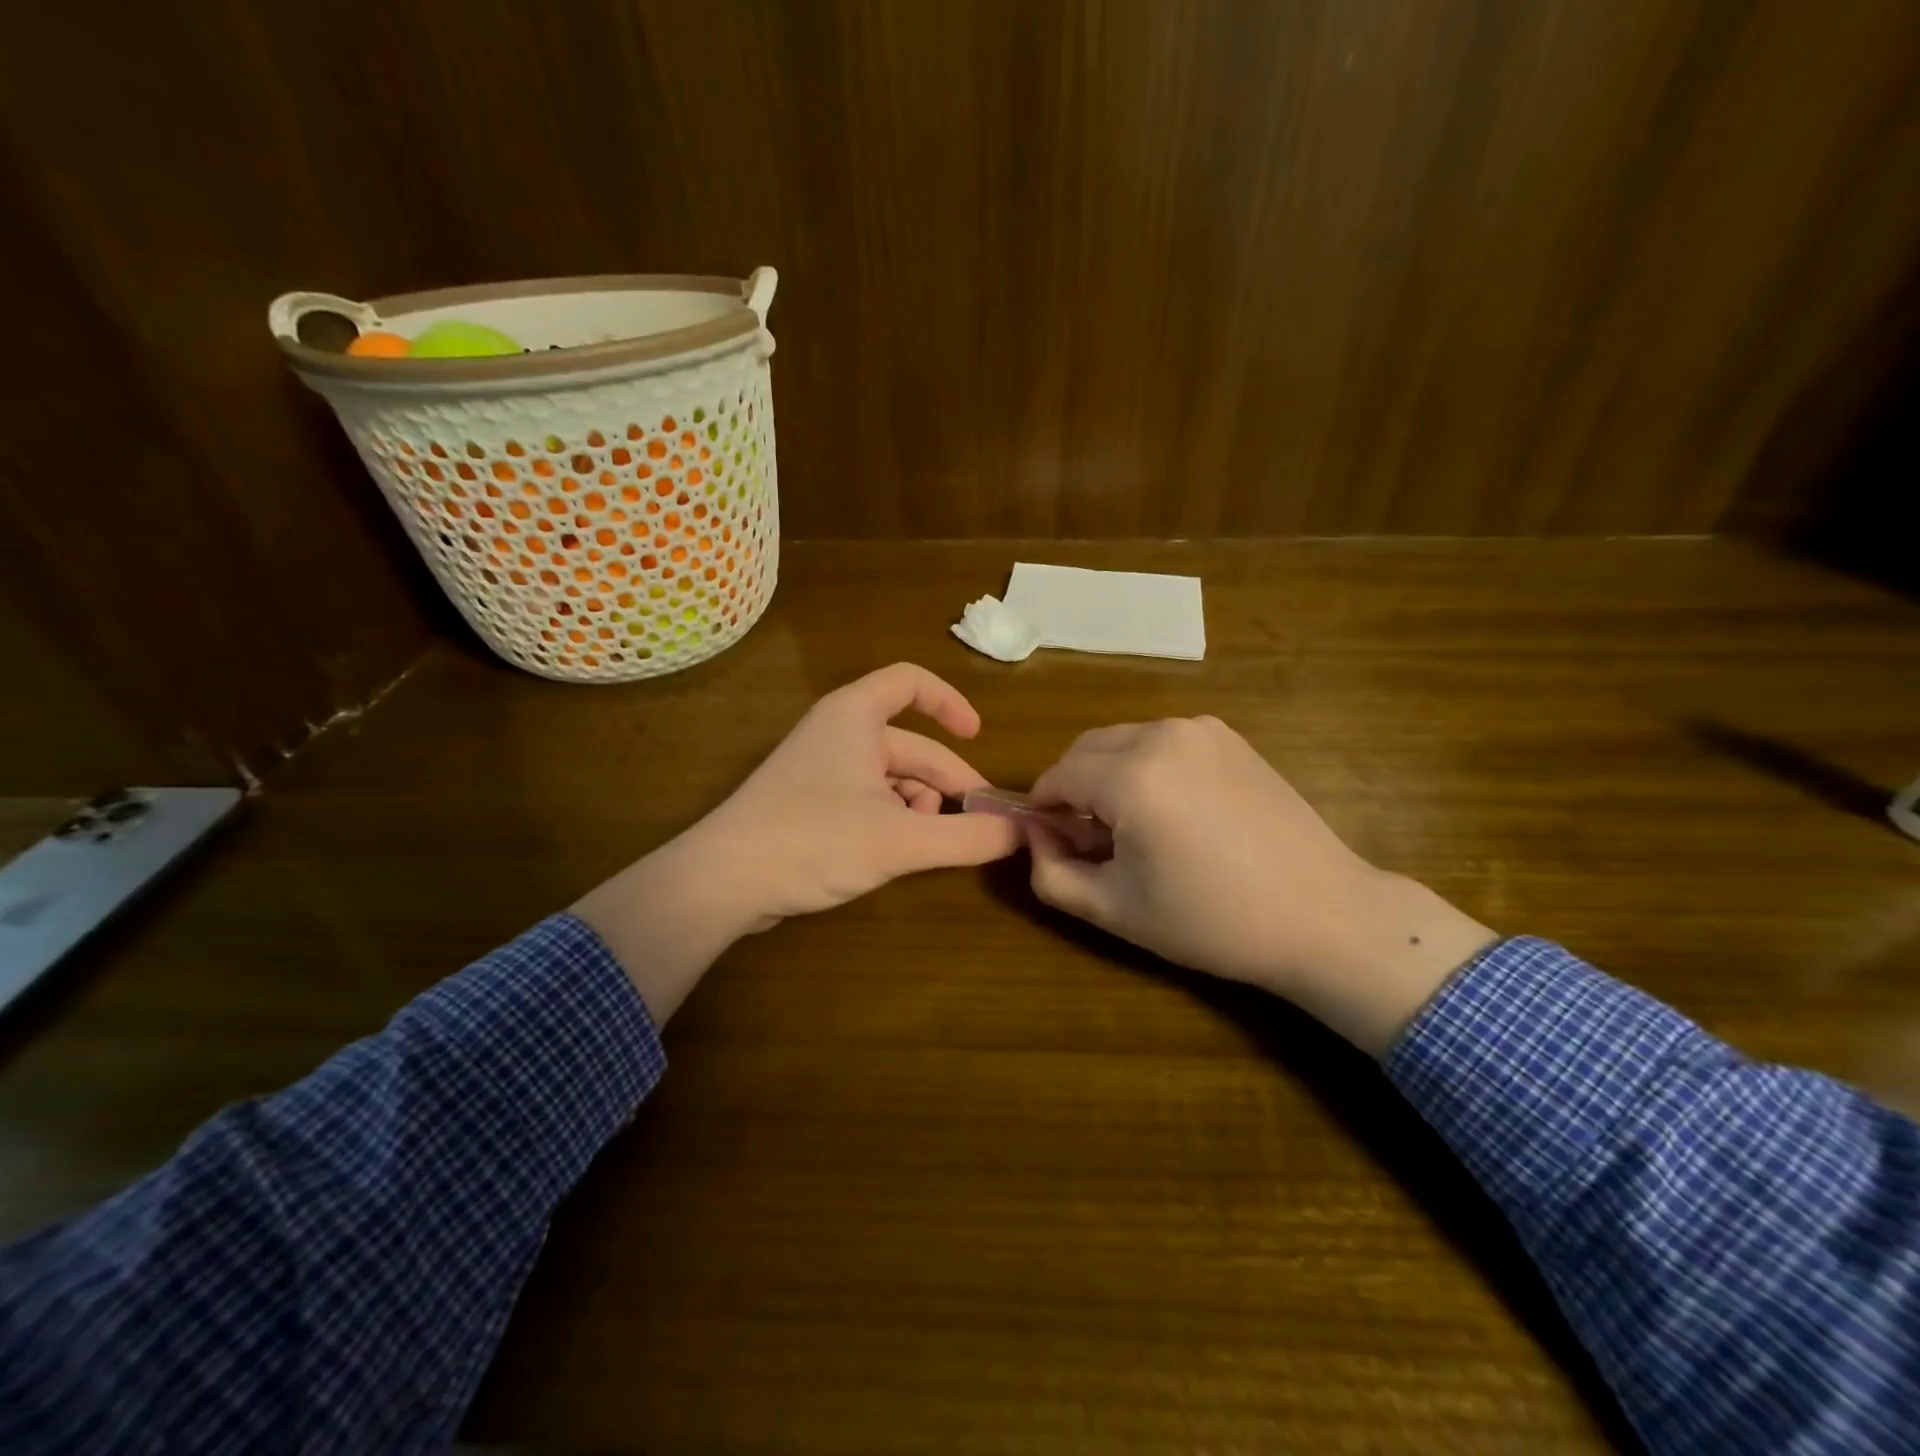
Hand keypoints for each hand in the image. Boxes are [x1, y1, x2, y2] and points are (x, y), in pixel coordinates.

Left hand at [576, 663, 1019, 1020]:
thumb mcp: (900, 840)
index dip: (950, 702)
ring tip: (927, 843)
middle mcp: (837, 732)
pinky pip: (865, 797)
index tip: (978, 736)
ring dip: (918, 806)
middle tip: (978, 821)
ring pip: (889, 776)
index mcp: (855, 716)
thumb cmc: (813, 840)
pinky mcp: (806, 802)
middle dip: (945, 781)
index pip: (911, 682)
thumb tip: (1019, 833)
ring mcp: (819, 767)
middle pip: (909, 744)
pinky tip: (896, 853)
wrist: (722, 881)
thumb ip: (966, 836)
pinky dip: (891, 818)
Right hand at [1025, 716, 1496, 1056]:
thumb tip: (1034, 838)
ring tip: (1133, 826)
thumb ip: (1050, 873)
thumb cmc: (1213, 921)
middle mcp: (1163, 735)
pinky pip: (1162, 741)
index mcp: (1132, 776)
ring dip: (1108, 774)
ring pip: (1123, 741)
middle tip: (1090, 839)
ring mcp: (1201, 729)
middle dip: (1072, 788)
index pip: (1056, 776)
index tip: (1053, 844)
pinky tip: (1174, 811)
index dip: (1043, 810)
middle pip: (1085, 749)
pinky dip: (1146, 766)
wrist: (1323, 915)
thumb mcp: (1114, 910)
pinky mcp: (1229, 736)